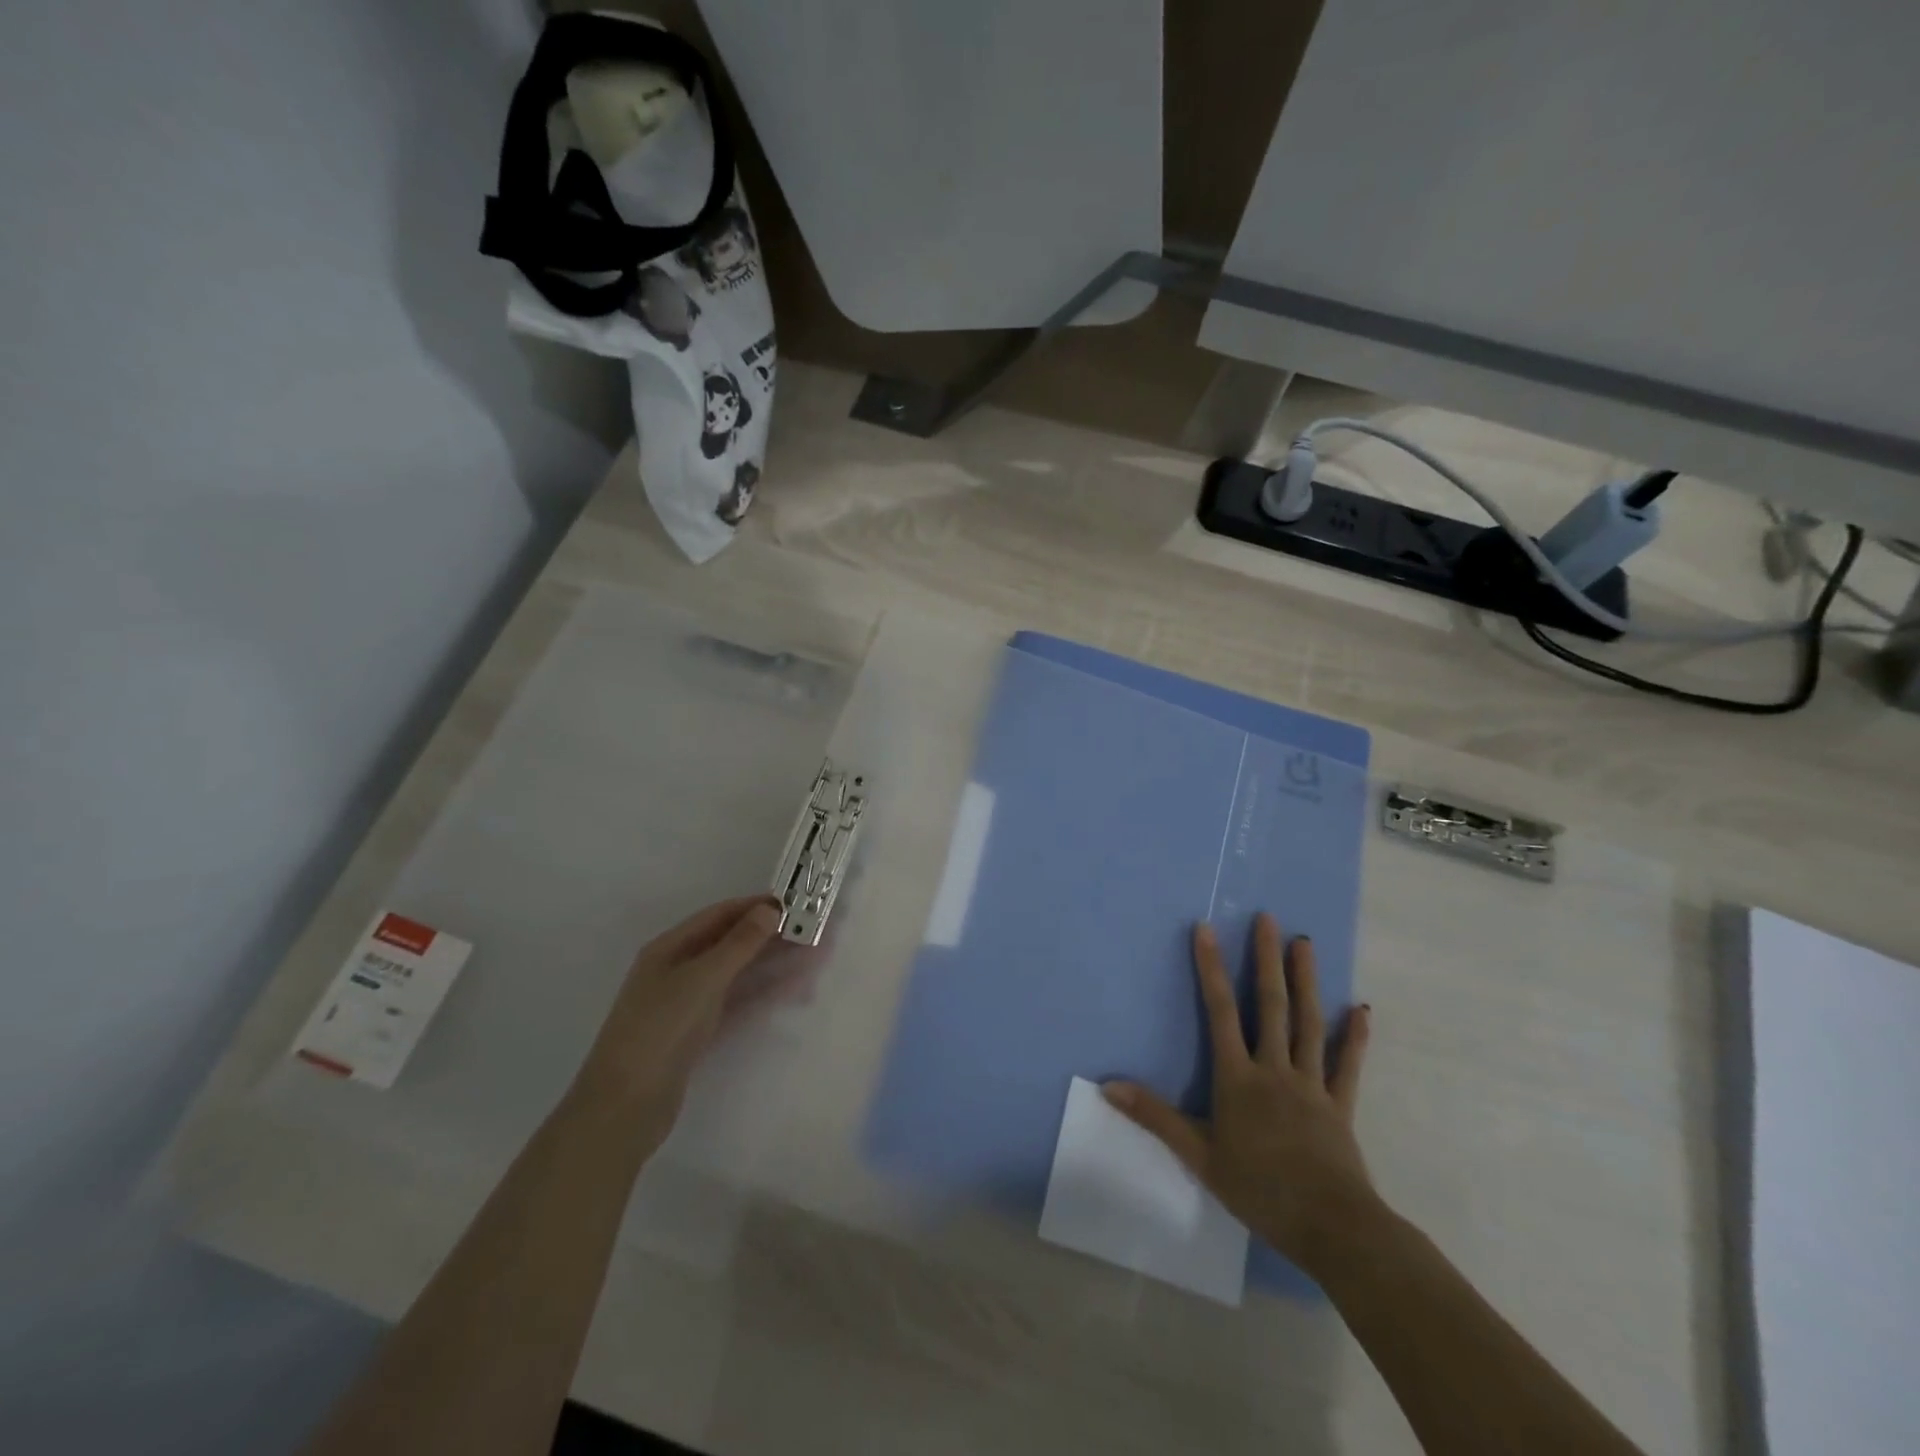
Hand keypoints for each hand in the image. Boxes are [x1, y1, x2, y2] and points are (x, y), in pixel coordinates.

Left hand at [569, 896, 788, 1155]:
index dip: (755, 907)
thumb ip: (739, 944)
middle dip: (771, 937)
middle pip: (731, 944)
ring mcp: (689, 1004)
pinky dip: (765, 995)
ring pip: (739, 975)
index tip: (795, 903)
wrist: (625, 1107)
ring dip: (774, 965)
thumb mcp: (701, 979)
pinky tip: (795, 991)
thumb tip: (770, 909)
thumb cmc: (659, 1030)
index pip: (719, 916)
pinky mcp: (699, 1034)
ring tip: (815, 959)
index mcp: (669, 948)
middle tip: (814, 931)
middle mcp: (678, 970)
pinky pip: (738, 1005)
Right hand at [1104, 914, 1378, 1276]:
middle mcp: (1275, 1069)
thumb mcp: (1199, 1155)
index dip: (1211, 968)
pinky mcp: (1340, 1105)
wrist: (1331, 1226)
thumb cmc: (1259, 1188)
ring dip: (1306, 980)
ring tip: (1305, 943)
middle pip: (1271, 1005)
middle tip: (1268, 919)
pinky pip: (1348, 1065)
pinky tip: (1362, 1009)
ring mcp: (1312, 1084)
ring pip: (1308, 1023)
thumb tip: (1108, 1085)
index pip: (1220, 1012)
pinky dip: (1354, 1037)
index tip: (1206, 929)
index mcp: (1239, 1078)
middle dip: (1266, 959)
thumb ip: (1155, 1116)